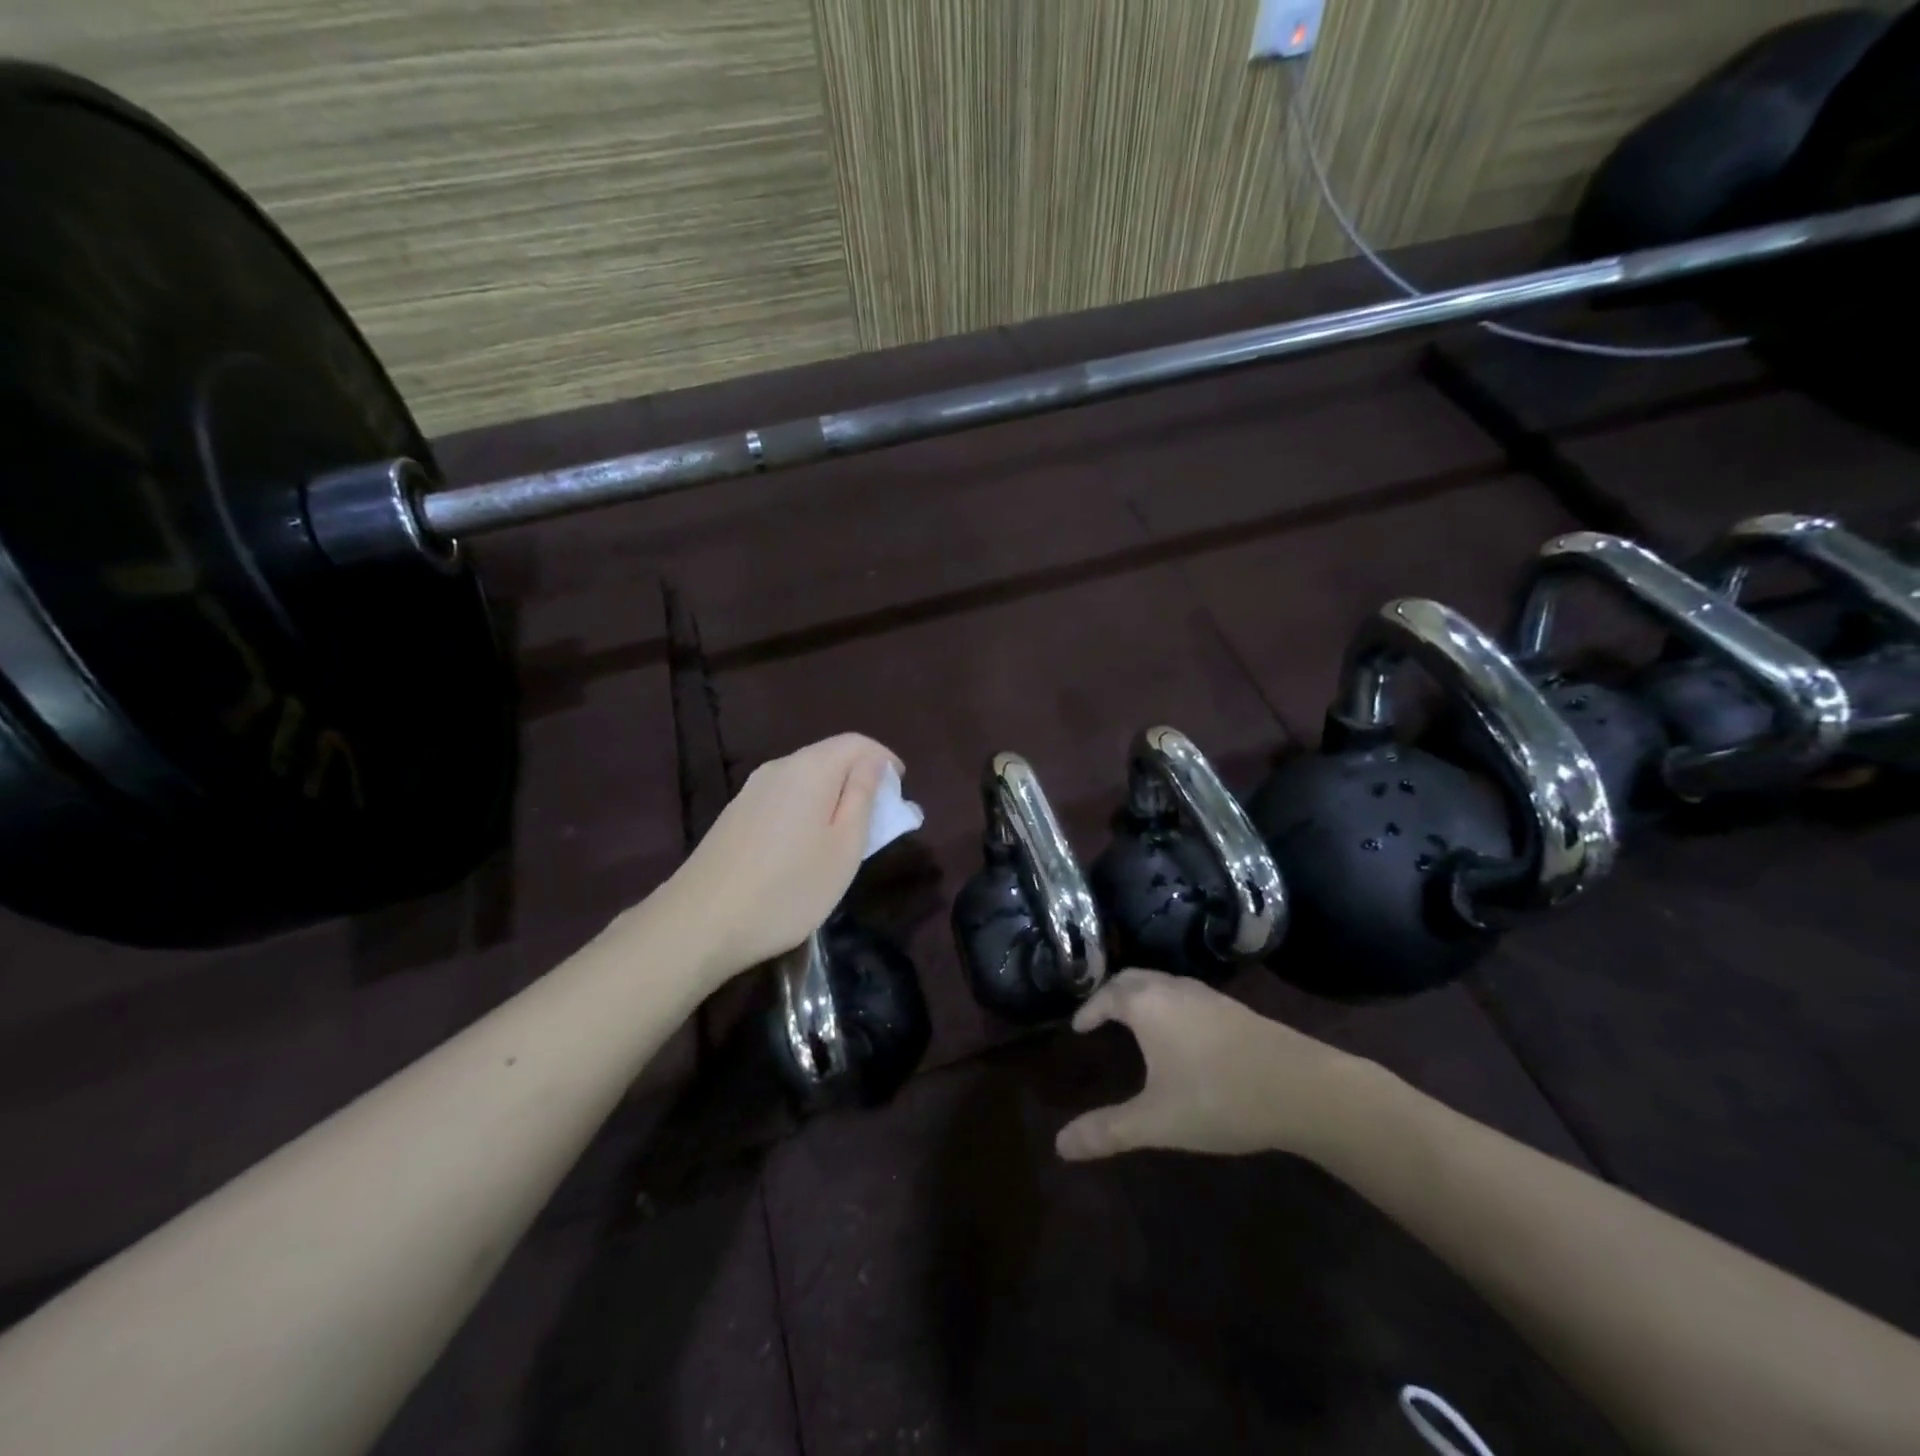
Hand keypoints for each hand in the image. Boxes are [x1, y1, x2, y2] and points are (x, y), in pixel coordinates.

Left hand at [658, 733, 900, 982]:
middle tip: (879, 820)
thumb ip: (862, 798)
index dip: (884, 760)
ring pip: (805, 779)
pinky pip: (784, 798)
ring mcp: (751, 791)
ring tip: (847, 837)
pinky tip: (807, 847)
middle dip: (860, 779)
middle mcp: (778, 768)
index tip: (901, 791)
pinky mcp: (735, 815)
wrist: (699, 923)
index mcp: (809, 769)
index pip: (856, 743)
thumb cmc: (788, 888)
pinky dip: (808, 810)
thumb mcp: (844, 848)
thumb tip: (873, 763)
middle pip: (829, 757)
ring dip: (834, 797)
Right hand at [1054, 970, 1382, 1162]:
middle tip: (1099, 1017)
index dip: (1089, 1009)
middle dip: (1111, 994)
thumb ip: (1107, 1131)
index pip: (1107, 995)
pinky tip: (1179, 1035)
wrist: (1302, 1088)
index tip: (1078, 1027)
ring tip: (1134, 1023)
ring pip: (1162, 983)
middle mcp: (1173, 989)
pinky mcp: (1233, 1008)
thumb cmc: (1219, 1097)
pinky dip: (1166, 1004)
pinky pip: (1185, 995)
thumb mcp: (1157, 1121)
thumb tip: (1059, 1146)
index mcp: (1147, 1004)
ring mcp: (1207, 996)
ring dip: (1141, 996)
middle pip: (1133, 978)